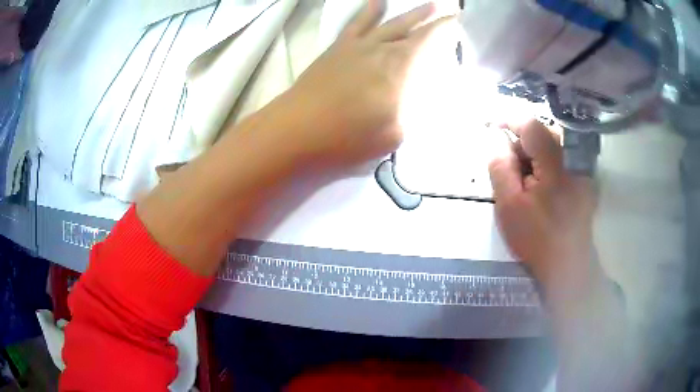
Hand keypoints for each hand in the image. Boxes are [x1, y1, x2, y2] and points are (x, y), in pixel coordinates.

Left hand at [277, 0, 452, 167]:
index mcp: (401, 66)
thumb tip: (423, 95)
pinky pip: (357, 23)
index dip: (448, 28)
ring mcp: (357, 45)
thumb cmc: (350, 137)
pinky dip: (369, 11)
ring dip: (409, 13)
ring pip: (389, 22)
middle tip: (447, 12)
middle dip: (433, 19)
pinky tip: (377, 1)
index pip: (431, 39)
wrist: (298, 130)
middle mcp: (382, 47)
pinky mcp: (337, 49)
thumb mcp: (396, 133)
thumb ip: (413, 111)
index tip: (460, 22)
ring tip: (426, 4)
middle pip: (412, 28)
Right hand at [488, 120, 597, 290]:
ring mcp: (584, 170)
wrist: (567, 267)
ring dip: (536, 156)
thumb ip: (500, 168)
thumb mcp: (509, 206)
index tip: (493, 126)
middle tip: (510, 169)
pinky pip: (563, 159)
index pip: (533, 127)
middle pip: (544, 134)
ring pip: (554, 146)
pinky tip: (542, 188)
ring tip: (526, 184)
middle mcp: (575, 161)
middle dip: (524, 145)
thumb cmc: (537, 239)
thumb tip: (497, 141)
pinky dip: (548, 165)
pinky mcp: (586, 180)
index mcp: (557, 165)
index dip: (510, 121)